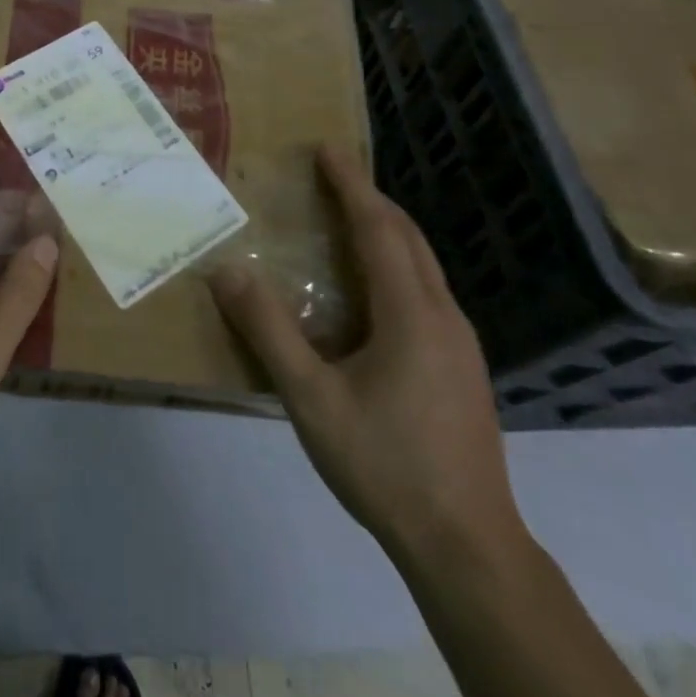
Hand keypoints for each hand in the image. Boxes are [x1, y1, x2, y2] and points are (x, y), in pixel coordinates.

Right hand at [211, 146, 522, 562]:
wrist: (469, 548)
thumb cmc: (386, 465)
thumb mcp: (312, 399)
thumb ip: (269, 331)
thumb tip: (227, 270)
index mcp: (410, 313)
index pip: (378, 228)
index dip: (351, 184)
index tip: (327, 147)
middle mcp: (443, 316)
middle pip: (408, 237)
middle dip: (370, 199)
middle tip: (331, 176)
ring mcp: (461, 344)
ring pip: (423, 265)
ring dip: (386, 231)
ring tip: (347, 221)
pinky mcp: (463, 369)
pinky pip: (426, 292)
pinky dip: (397, 264)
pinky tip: (371, 292)